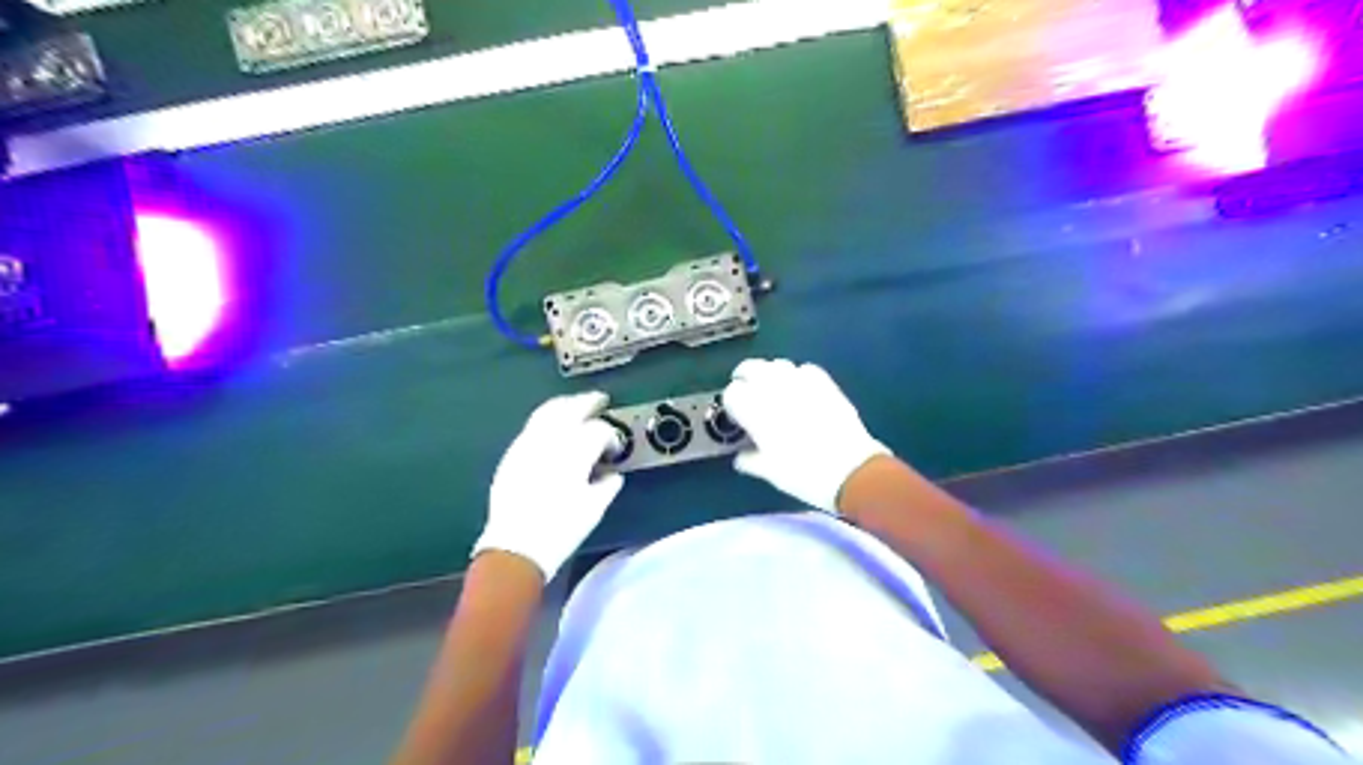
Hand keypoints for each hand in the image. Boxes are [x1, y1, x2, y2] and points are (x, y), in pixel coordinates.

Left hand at [474, 394, 621, 578]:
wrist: (515, 548)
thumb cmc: (560, 530)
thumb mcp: (593, 509)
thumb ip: (607, 486)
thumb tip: (613, 476)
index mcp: (574, 453)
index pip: (598, 430)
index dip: (611, 436)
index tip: (614, 448)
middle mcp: (550, 441)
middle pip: (571, 408)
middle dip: (588, 402)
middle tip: (600, 401)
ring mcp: (527, 444)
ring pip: (547, 411)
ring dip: (565, 405)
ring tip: (576, 406)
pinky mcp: (512, 454)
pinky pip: (531, 426)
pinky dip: (546, 420)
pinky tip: (552, 428)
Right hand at [716, 360, 890, 512]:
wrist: (851, 470)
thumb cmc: (803, 474)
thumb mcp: (769, 472)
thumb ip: (750, 460)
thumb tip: (741, 457)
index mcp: (755, 409)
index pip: (732, 393)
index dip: (732, 404)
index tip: (736, 417)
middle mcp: (774, 388)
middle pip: (750, 368)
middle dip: (745, 379)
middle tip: (748, 396)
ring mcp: (801, 381)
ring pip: (776, 365)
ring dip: (769, 375)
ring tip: (773, 392)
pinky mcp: (825, 382)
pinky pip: (804, 369)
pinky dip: (797, 375)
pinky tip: (800, 390)